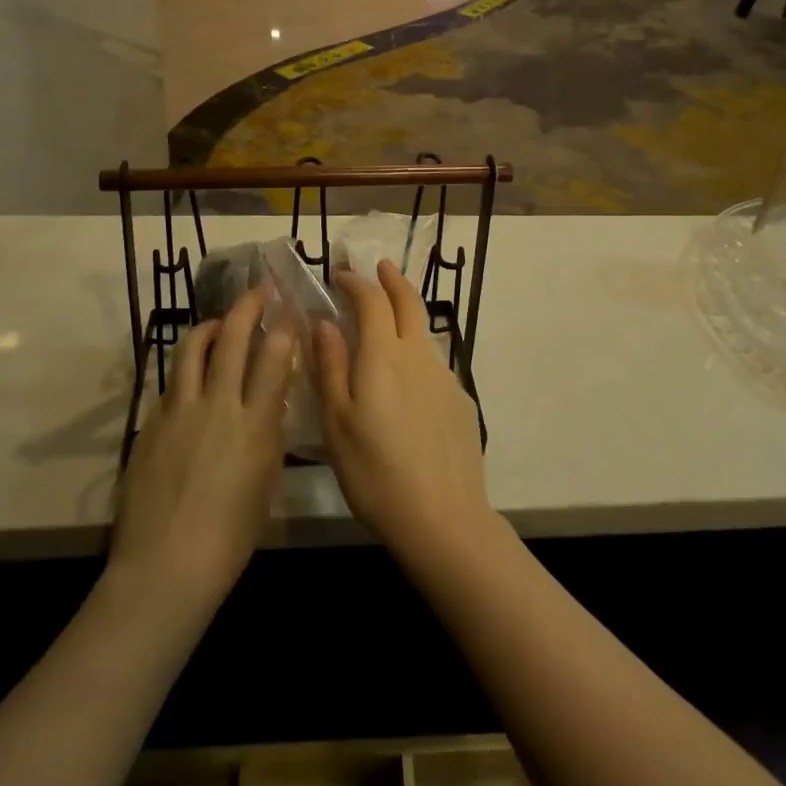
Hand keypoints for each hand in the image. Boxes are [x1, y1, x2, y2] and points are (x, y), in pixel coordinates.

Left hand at [110, 290, 292, 608]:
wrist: (166, 566)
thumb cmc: (230, 537)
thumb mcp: (266, 482)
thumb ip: (268, 433)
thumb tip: (270, 402)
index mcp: (255, 424)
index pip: (273, 358)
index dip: (282, 328)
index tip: (288, 312)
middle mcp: (218, 405)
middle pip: (233, 339)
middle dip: (248, 307)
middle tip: (257, 292)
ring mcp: (180, 410)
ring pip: (193, 348)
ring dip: (210, 327)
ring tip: (219, 324)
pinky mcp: (152, 422)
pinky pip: (172, 381)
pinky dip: (187, 368)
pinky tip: (192, 378)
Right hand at [311, 261, 490, 569]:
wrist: (443, 518)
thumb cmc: (375, 472)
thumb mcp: (337, 422)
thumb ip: (330, 366)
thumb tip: (324, 322)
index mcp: (384, 355)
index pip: (372, 300)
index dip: (357, 282)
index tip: (341, 275)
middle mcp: (419, 355)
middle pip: (409, 302)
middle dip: (392, 279)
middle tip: (380, 267)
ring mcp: (445, 377)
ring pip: (424, 333)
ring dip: (406, 315)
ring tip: (389, 323)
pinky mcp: (461, 401)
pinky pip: (434, 365)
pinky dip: (417, 354)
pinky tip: (408, 383)